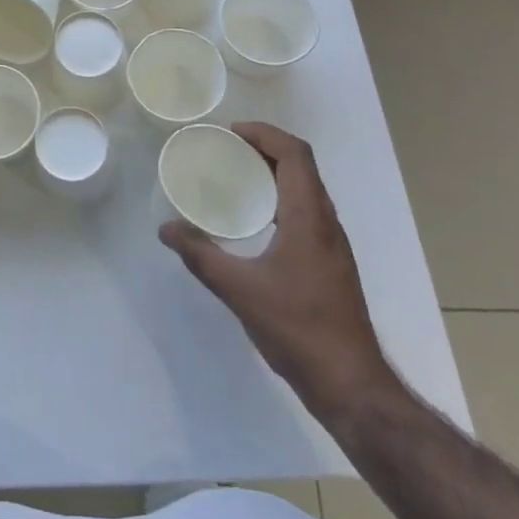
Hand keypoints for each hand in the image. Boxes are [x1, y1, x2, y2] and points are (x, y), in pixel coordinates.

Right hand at [160, 122, 397, 426]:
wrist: (351, 386)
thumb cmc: (298, 329)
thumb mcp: (239, 290)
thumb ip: (200, 256)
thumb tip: (166, 230)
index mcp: (309, 218)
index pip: (295, 154)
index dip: (265, 134)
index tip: (230, 133)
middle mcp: (326, 223)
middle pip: (301, 167)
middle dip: (265, 149)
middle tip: (226, 150)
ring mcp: (332, 245)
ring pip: (306, 190)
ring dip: (274, 174)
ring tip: (236, 179)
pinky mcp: (331, 265)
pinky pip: (306, 213)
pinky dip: (280, 200)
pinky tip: (254, 223)